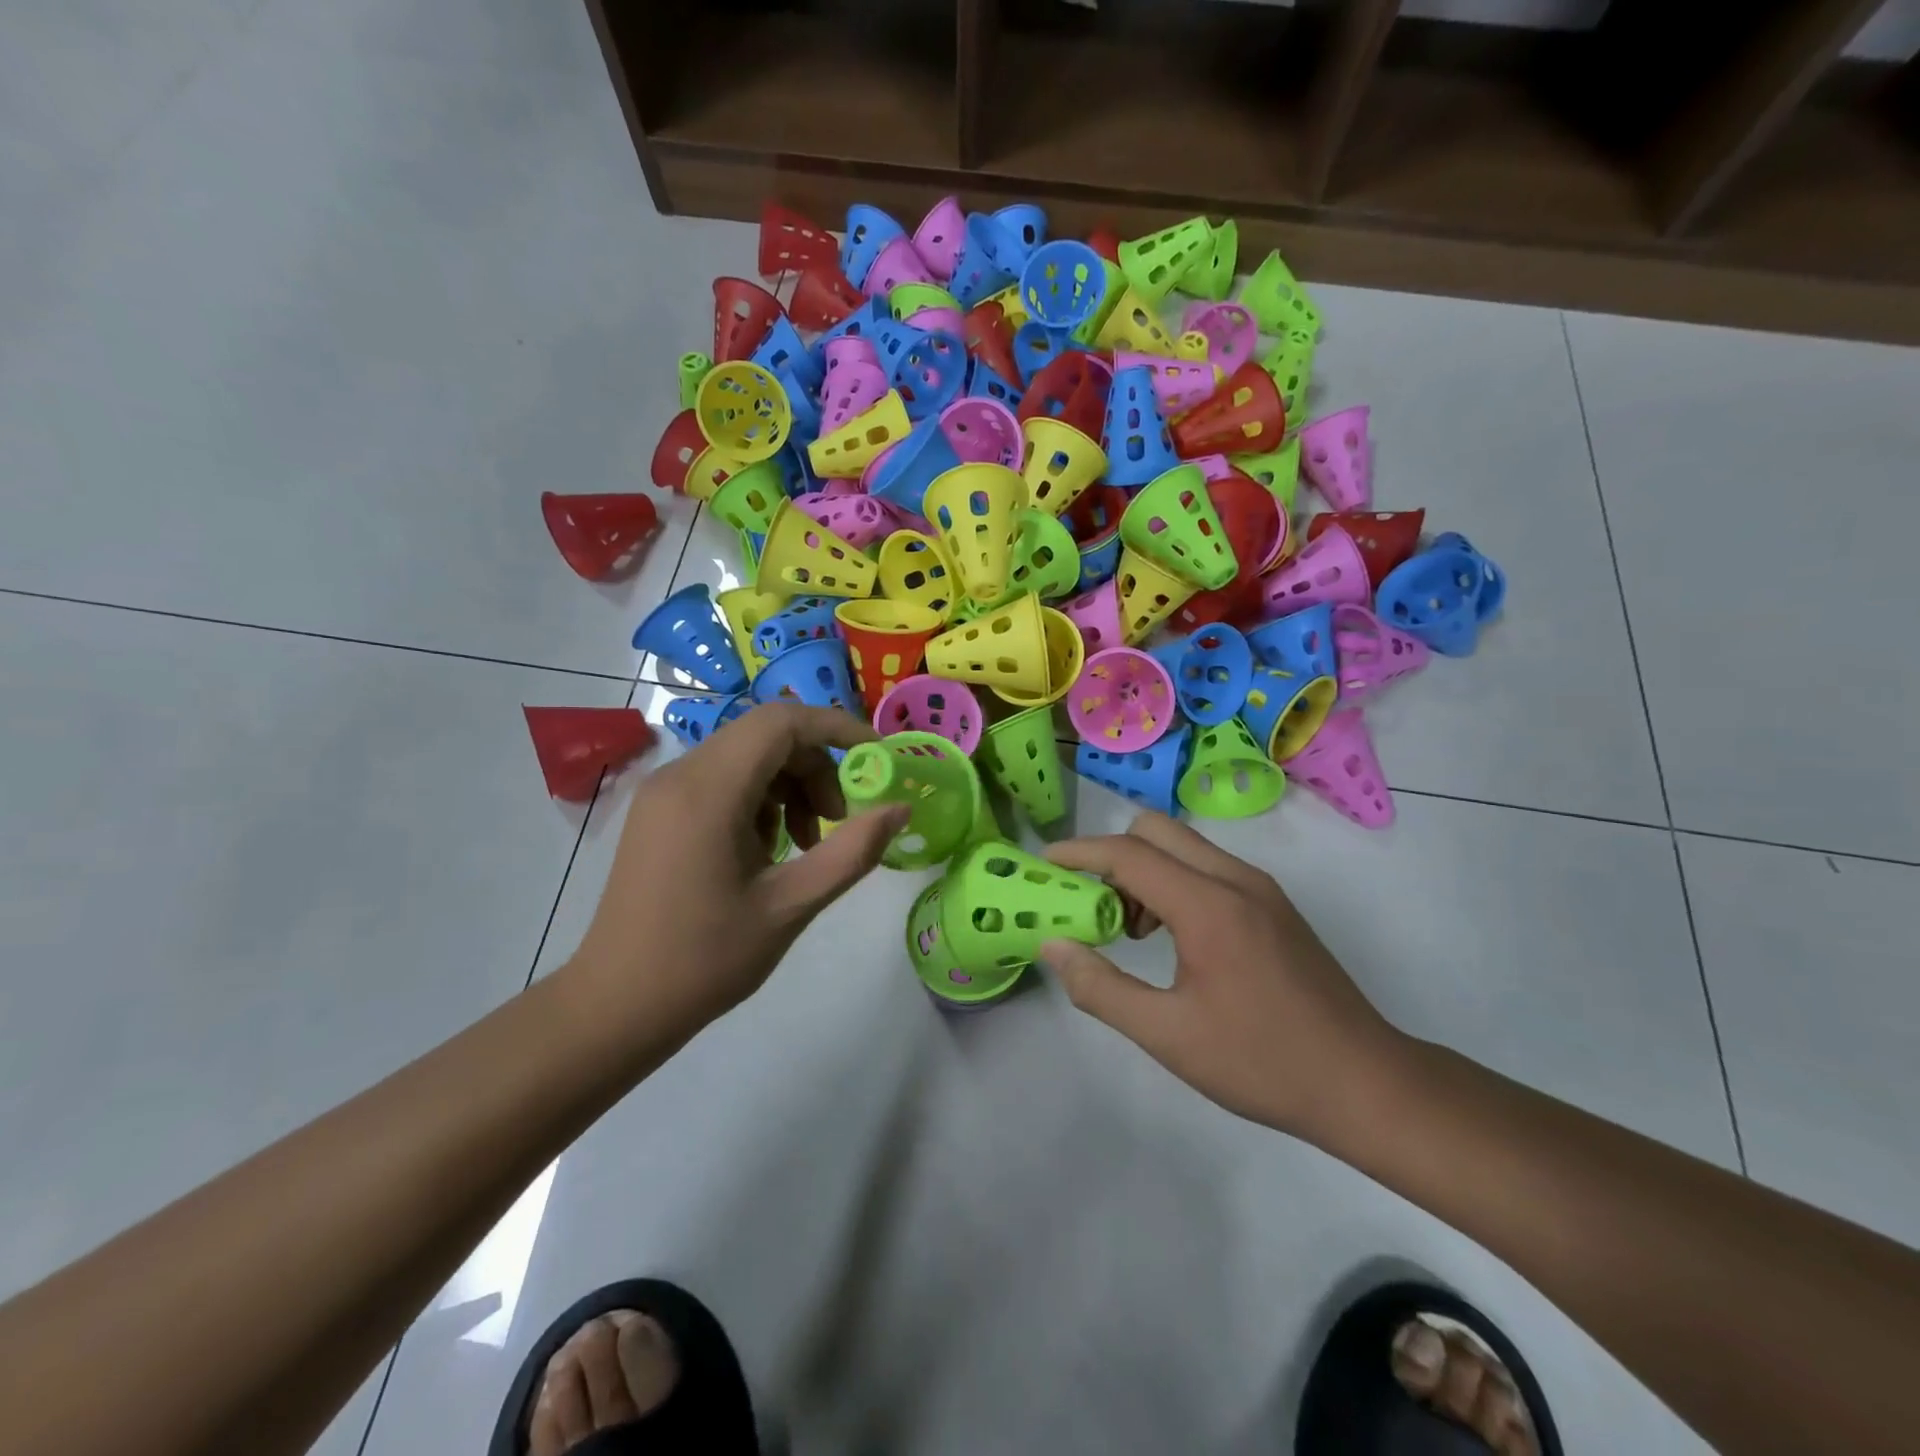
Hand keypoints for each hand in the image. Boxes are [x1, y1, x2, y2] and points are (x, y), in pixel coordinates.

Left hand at [566, 703, 907, 1036]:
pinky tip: (767, 850)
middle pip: (767, 736)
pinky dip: (760, 799)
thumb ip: (852, 852)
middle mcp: (680, 773)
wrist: (617, 1004)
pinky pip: (723, 779)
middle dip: (816, 768)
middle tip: (838, 823)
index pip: (783, 721)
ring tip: (804, 845)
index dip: (838, 728)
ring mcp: (663, 790)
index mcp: (708, 790)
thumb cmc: (706, 959)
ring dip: (790, 786)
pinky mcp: (659, 810)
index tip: (878, 759)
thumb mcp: (791, 906)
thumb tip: (900, 809)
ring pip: (747, 756)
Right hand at [1043, 812, 1406, 1142]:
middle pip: (1155, 830)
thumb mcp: (1168, 1036)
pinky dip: (1175, 882)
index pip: (1127, 854)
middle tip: (1094, 906)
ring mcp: (1260, 888)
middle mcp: (1235, 879)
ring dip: (1145, 870)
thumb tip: (1054, 946)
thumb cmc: (1261, 1061)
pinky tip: (1174, 939)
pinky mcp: (1273, 904)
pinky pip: (1208, 867)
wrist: (1365, 1083)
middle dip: (1112, 856)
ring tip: (1133, 933)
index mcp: (1208, 905)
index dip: (1078, 853)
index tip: (1043, 863)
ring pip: (1183, 846)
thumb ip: (1101, 988)